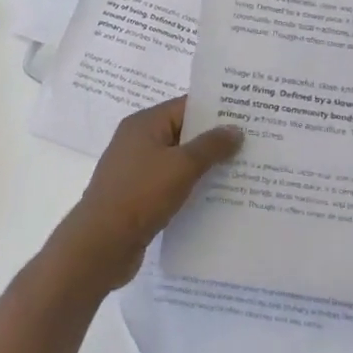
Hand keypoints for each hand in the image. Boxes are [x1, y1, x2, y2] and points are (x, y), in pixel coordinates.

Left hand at [54, 97, 242, 290]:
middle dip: (214, 140)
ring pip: (178, 162)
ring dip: (204, 167)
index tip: (247, 116)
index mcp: (144, 124)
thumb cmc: (140, 195)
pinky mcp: (138, 197)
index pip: (186, 106)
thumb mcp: (181, 167)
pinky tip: (216, 198)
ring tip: (241, 171)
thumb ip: (211, 146)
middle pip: (183, 133)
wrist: (100, 245)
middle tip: (252, 144)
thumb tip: (235, 129)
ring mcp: (136, 170)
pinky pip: (170, 185)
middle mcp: (138, 141)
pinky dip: (190, 188)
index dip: (216, 110)